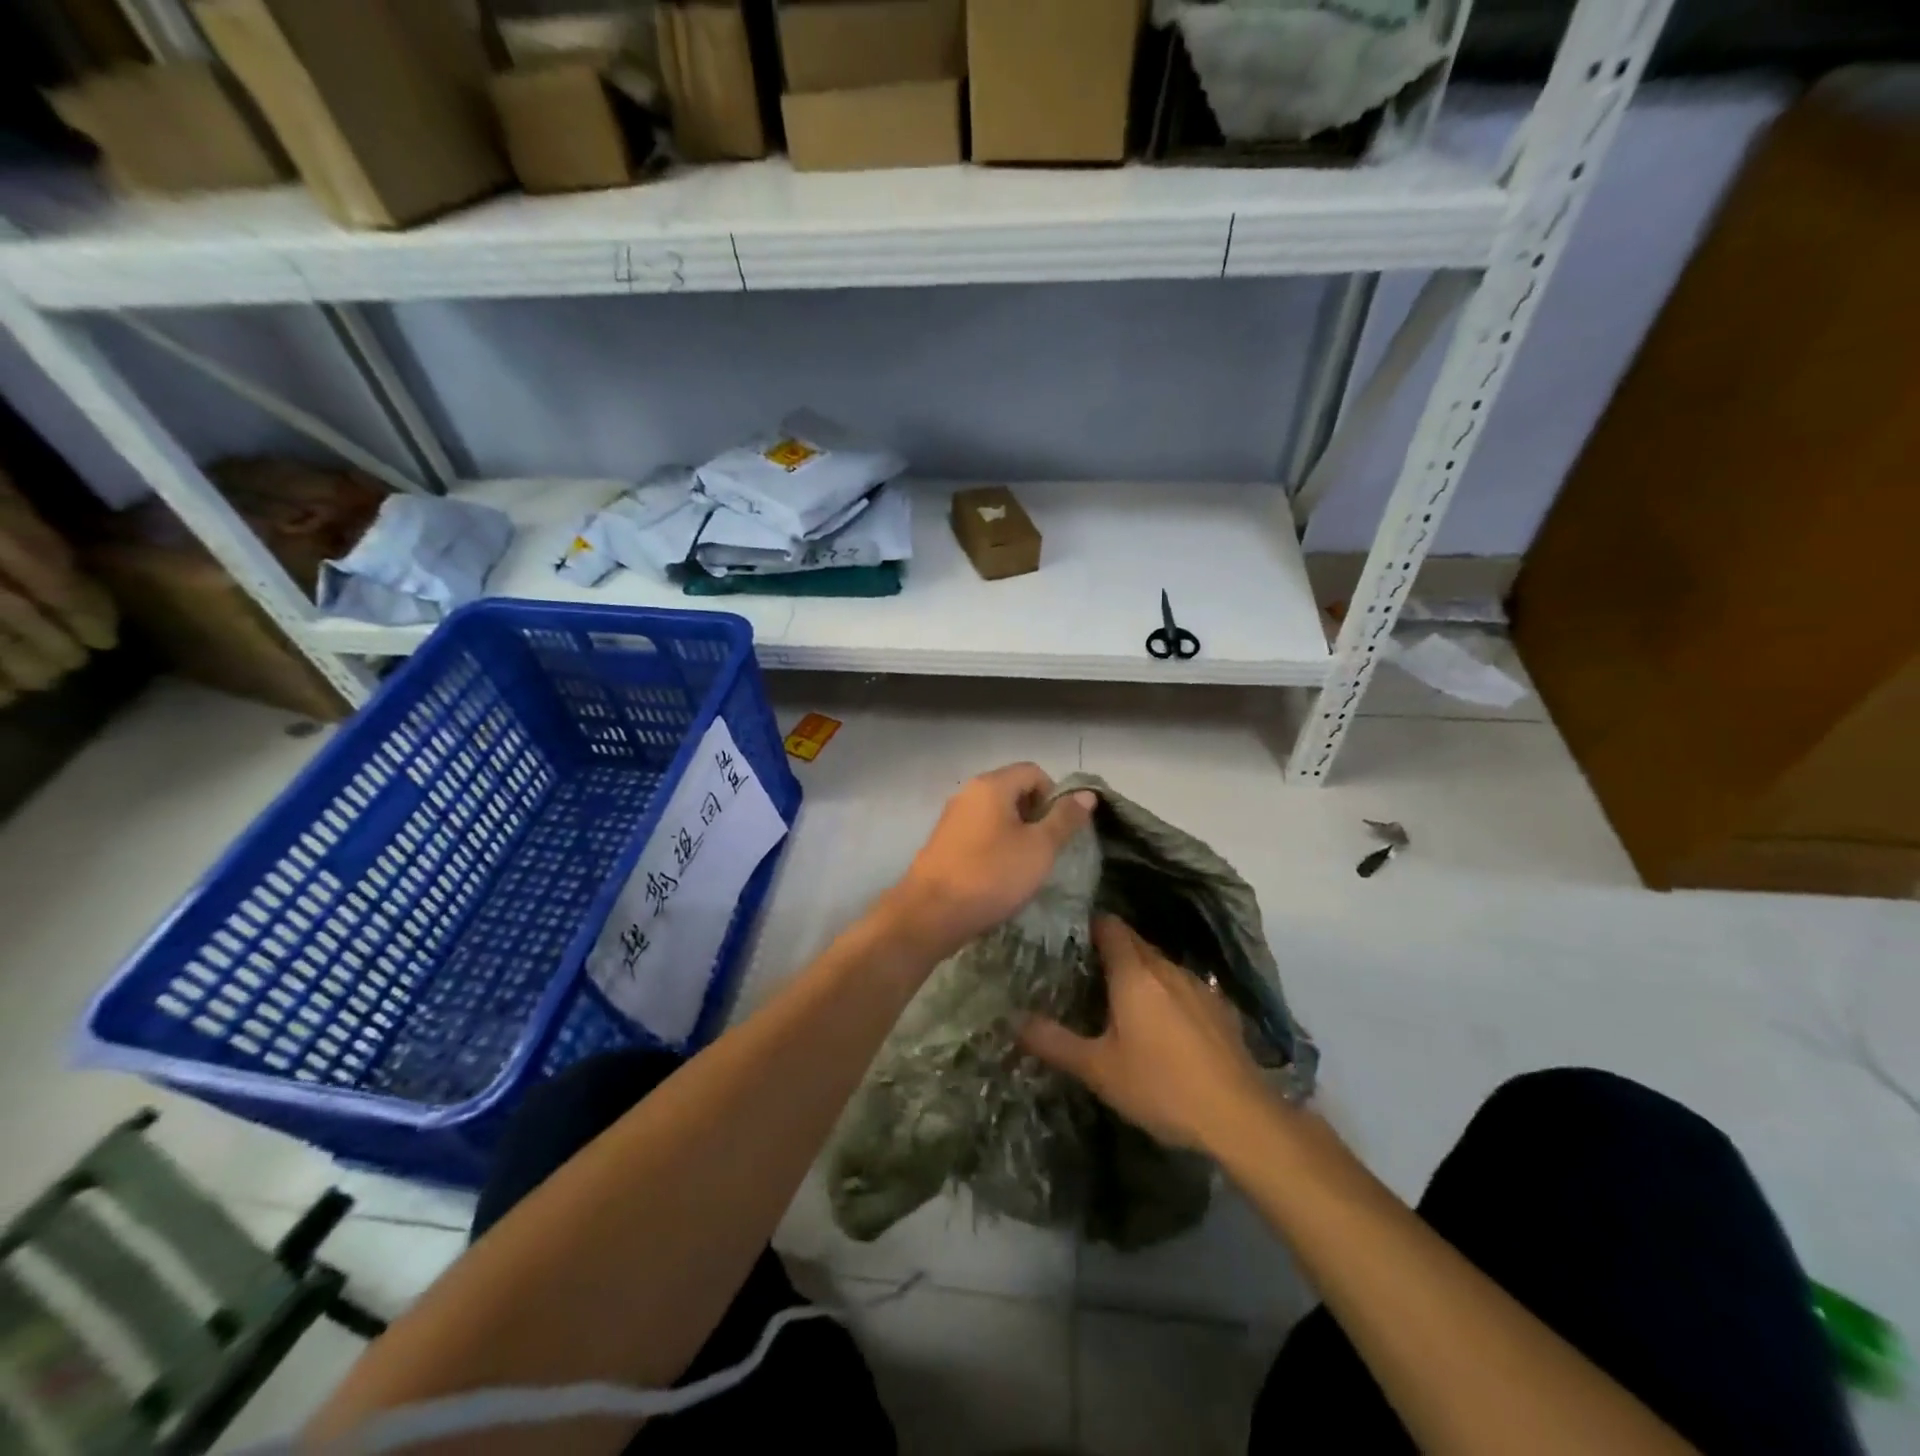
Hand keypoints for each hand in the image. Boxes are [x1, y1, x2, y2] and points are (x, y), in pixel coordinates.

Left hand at [884, 763, 1095, 959]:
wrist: (931, 914)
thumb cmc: (992, 875)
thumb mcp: (1039, 848)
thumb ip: (1064, 818)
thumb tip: (1086, 794)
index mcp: (991, 785)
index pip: (1034, 772)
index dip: (1055, 796)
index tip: (1060, 830)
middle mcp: (968, 793)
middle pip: (1013, 790)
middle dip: (1036, 816)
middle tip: (1046, 850)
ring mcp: (952, 817)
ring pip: (996, 814)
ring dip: (1016, 834)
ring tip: (1025, 866)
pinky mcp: (943, 842)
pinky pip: (979, 833)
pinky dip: (995, 846)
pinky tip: (999, 875)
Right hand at [1021, 916, 1270, 1152]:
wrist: (1239, 1117)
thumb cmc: (1160, 1086)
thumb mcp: (1098, 1069)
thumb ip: (1054, 1042)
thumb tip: (1013, 1020)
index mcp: (1134, 973)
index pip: (1109, 926)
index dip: (1088, 925)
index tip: (1068, 937)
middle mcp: (1166, 968)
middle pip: (1134, 943)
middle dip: (1110, 949)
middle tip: (1083, 970)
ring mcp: (1198, 986)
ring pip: (1160, 964)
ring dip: (1139, 972)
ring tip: (1118, 996)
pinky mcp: (1220, 1008)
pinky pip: (1182, 986)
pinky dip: (1165, 993)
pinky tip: (1162, 1022)